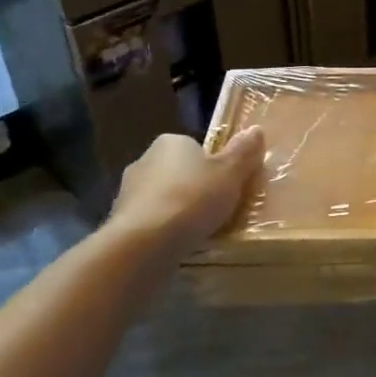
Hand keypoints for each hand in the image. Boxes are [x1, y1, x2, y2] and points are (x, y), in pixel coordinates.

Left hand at [110, 128, 265, 253]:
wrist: (143, 244)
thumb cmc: (191, 199)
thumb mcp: (230, 174)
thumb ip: (243, 152)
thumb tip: (256, 130)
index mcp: (171, 142)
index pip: (196, 148)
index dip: (213, 166)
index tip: (227, 186)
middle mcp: (144, 160)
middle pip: (178, 172)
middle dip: (193, 188)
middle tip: (216, 210)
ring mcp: (127, 192)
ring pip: (161, 198)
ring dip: (176, 211)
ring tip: (198, 233)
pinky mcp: (119, 223)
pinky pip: (149, 223)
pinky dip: (162, 231)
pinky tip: (176, 246)